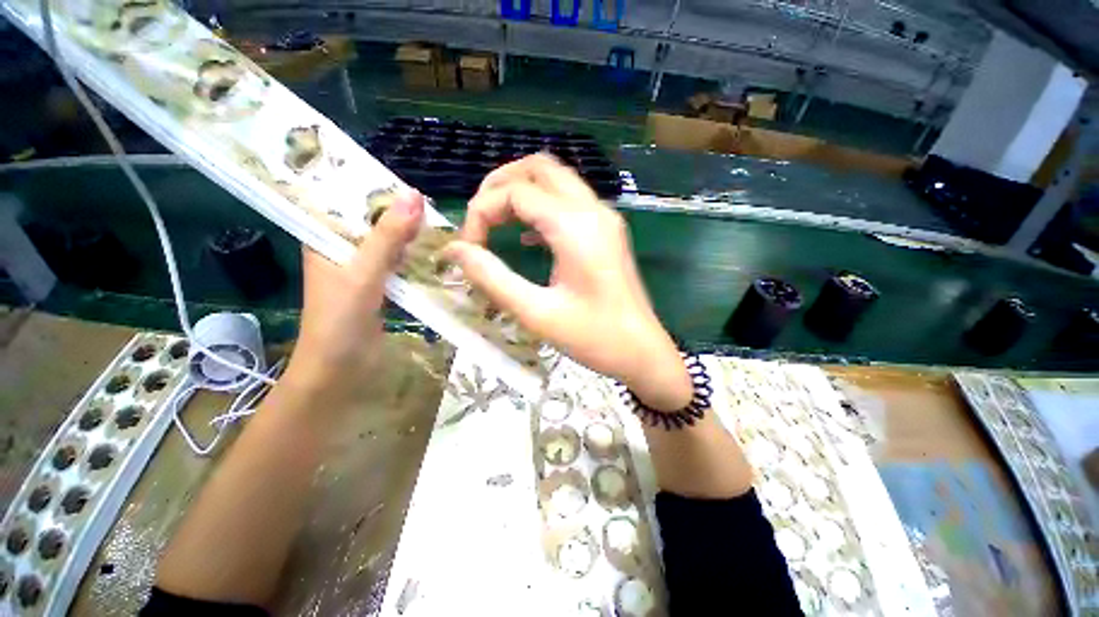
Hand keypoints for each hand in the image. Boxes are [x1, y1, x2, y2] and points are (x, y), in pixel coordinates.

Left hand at [278, 190, 424, 411]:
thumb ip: (388, 236)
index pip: (347, 197)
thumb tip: (415, 195)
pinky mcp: (379, 283)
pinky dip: (414, 255)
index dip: (375, 185)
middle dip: (400, 211)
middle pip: (373, 218)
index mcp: (324, 236)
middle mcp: (342, 246)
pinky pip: (398, 261)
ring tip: (439, 222)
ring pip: (389, 240)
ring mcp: (362, 266)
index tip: (407, 179)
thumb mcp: (363, 272)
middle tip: (433, 203)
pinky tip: (434, 250)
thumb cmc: (339, 319)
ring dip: (410, 234)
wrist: (340, 368)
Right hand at [443, 155, 691, 410]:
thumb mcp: (536, 313)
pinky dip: (541, 207)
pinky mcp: (607, 230)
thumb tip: (455, 250)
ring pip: (555, 179)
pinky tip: (526, 237)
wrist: (642, 351)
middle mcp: (592, 210)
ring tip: (496, 222)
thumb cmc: (593, 337)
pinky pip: (569, 201)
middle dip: (500, 185)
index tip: (469, 248)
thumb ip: (492, 277)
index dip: (481, 211)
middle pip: (538, 168)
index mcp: (574, 226)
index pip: (514, 192)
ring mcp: (604, 217)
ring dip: (521, 192)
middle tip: (479, 221)